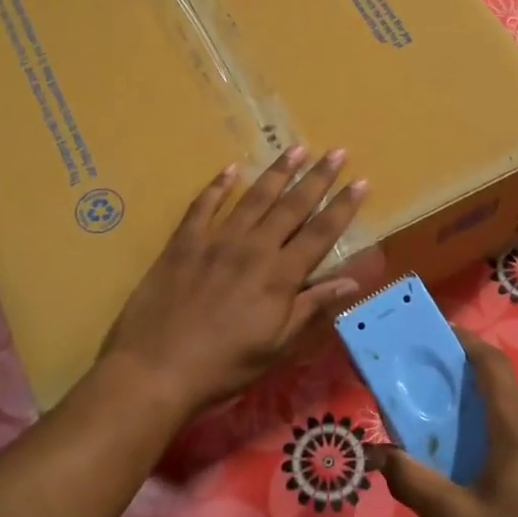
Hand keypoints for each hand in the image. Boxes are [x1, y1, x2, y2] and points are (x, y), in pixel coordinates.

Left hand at [100, 146, 367, 418]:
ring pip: (254, 198)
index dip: (343, 207)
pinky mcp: (184, 243)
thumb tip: (352, 280)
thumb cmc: (224, 364)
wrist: (155, 368)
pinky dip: (218, 186)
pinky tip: (231, 169)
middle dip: (318, 178)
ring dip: (277, 172)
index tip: (362, 181)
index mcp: (280, 275)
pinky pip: (203, 205)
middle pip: (292, 206)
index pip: (320, 233)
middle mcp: (253, 248)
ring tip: (296, 149)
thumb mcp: (277, 344)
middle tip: (337, 151)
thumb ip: (312, 307)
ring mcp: (216, 240)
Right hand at [377, 331, 517, 516]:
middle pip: (502, 387)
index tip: (437, 333)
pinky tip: (492, 467)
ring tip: (454, 436)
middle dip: (465, 383)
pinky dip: (507, 432)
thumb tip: (379, 453)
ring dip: (487, 412)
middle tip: (429, 395)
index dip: (465, 341)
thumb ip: (415, 484)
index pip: (491, 363)